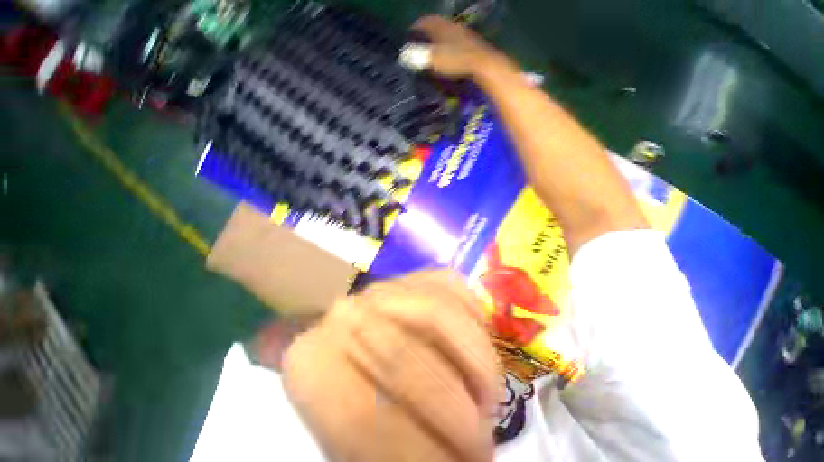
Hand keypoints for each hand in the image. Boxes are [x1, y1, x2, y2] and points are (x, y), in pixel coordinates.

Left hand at [282, 270, 498, 461]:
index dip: (422, 451)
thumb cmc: (363, 400)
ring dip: (476, 365)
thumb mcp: (366, 443)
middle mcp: (343, 314)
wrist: (363, 349)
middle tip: (481, 444)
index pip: (362, 415)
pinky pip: (453, 287)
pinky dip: (475, 322)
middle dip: (456, 411)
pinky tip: (477, 348)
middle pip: (403, 357)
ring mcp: (384, 285)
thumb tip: (453, 457)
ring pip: (437, 311)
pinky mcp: (416, 274)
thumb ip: (395, 447)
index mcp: (312, 366)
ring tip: (485, 398)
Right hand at [411, 16, 507, 78]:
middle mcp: (451, 26)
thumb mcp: (433, 59)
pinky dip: (447, 46)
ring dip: (438, 39)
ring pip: (446, 33)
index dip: (415, 28)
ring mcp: (462, 34)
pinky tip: (447, 55)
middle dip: (426, 33)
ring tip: (431, 50)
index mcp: (440, 27)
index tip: (408, 35)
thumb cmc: (455, 60)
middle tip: (418, 43)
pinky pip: (454, 41)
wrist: (482, 64)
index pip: (424, 22)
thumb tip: (403, 56)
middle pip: (436, 26)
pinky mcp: (470, 44)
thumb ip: (418, 57)